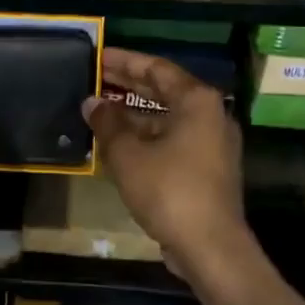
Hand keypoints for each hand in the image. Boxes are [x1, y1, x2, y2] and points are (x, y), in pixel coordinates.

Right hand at [82, 48, 257, 280]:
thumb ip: (107, 123)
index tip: (98, 56)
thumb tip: (91, 102)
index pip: (156, 68)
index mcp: (197, 101)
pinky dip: (147, 136)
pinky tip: (118, 142)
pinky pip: (173, 139)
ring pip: (167, 117)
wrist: (211, 247)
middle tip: (94, 78)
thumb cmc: (169, 190)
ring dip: (134, 113)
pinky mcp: (208, 168)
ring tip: (99, 109)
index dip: (124, 61)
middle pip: (164, 90)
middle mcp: (210, 115)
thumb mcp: (128, 155)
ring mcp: (212, 143)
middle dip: (128, 85)